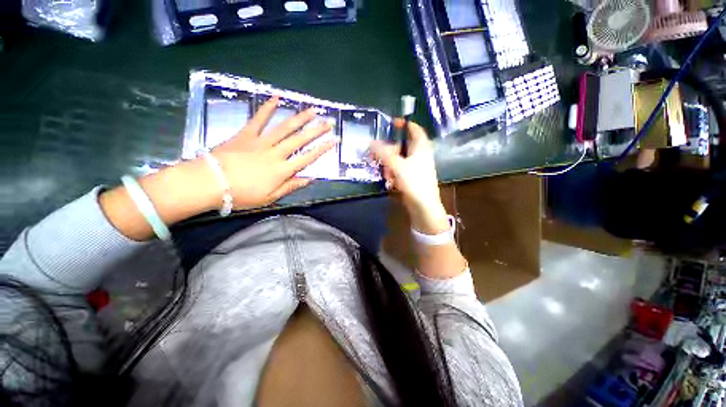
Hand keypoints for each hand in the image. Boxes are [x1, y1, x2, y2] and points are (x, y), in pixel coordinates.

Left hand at [99, 96, 336, 240]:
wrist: (210, 183)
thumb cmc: (241, 194)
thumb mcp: (269, 197)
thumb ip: (290, 187)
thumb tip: (309, 179)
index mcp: (282, 170)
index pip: (307, 157)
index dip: (322, 149)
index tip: (333, 141)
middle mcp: (276, 153)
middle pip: (299, 140)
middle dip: (316, 131)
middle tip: (328, 122)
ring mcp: (261, 141)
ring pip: (284, 128)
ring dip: (300, 118)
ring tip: (312, 110)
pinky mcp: (246, 134)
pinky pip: (258, 119)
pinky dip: (267, 108)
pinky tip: (276, 98)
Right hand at [369, 120, 448, 233]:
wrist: (423, 205)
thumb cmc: (414, 181)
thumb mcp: (397, 165)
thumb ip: (383, 153)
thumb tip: (370, 142)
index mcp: (421, 147)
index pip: (414, 129)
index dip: (404, 124)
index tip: (391, 123)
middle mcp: (419, 154)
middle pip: (401, 146)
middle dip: (389, 152)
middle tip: (377, 156)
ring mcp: (415, 166)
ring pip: (398, 159)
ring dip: (389, 165)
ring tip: (387, 175)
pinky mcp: (411, 177)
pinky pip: (399, 170)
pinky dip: (393, 173)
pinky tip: (391, 182)